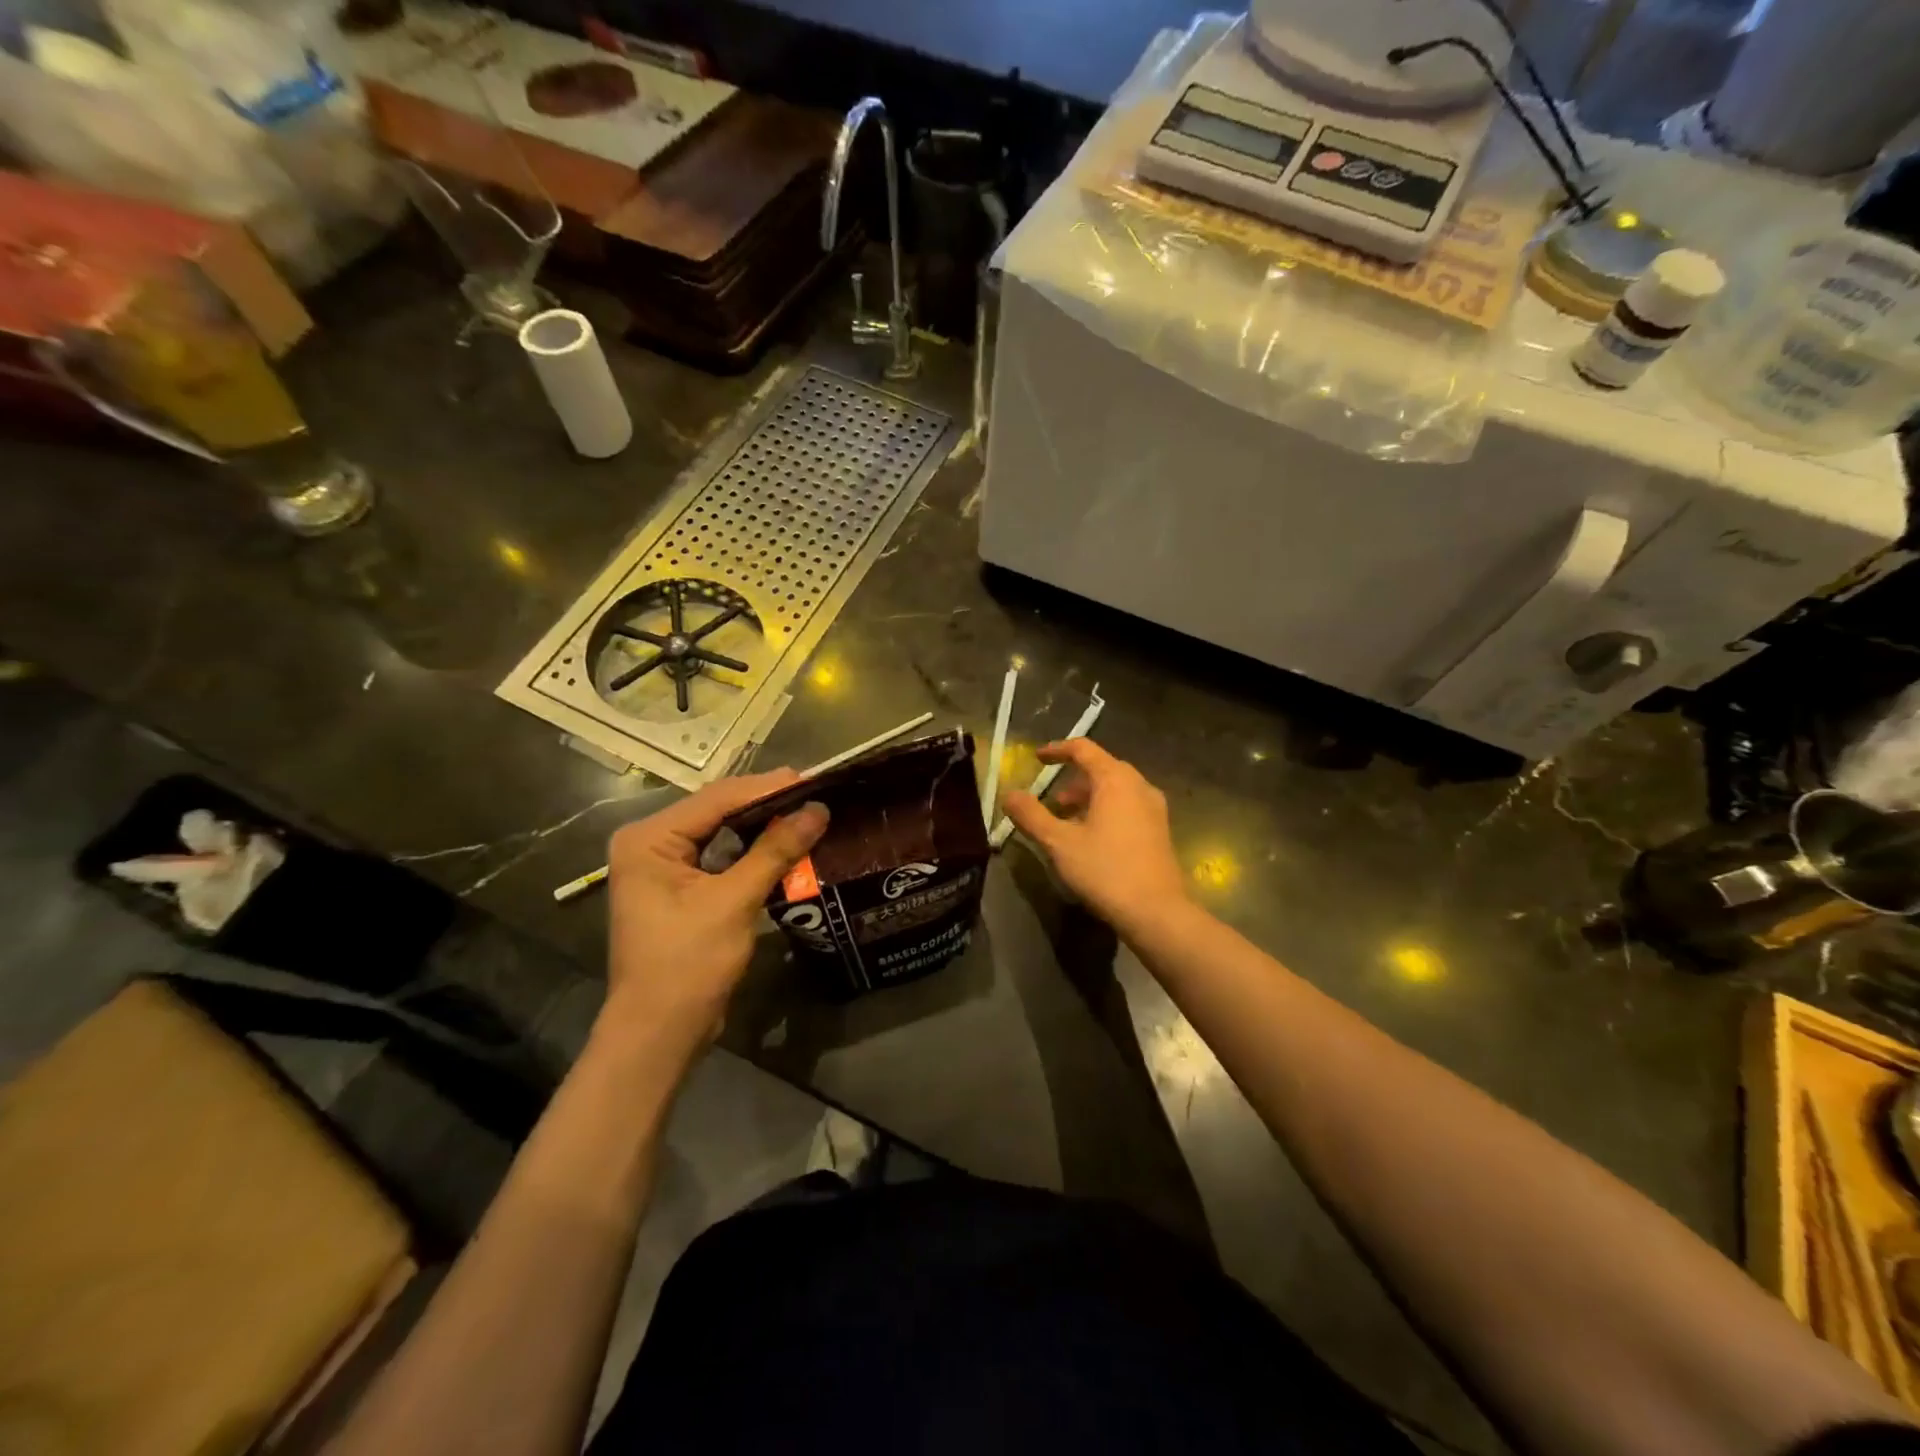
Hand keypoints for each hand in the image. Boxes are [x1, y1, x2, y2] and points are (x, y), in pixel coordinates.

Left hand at [601, 770, 828, 1059]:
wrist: (659, 1033)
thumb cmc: (688, 964)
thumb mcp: (734, 902)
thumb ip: (775, 851)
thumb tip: (818, 809)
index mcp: (649, 839)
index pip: (716, 799)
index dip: (767, 788)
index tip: (812, 779)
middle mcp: (650, 843)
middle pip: (717, 810)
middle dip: (766, 803)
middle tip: (815, 794)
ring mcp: (662, 866)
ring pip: (721, 832)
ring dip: (762, 826)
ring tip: (807, 813)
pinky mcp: (678, 888)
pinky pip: (720, 856)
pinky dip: (752, 851)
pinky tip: (785, 844)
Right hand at [1003, 740, 1190, 938]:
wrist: (1157, 912)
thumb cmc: (1105, 870)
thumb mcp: (1059, 843)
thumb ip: (1031, 815)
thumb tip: (1009, 794)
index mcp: (1115, 780)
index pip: (1084, 749)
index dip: (1057, 750)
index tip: (1037, 758)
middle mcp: (1139, 786)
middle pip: (1102, 768)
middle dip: (1073, 778)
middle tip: (1051, 797)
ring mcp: (1154, 809)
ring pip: (1116, 790)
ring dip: (1088, 797)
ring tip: (1066, 820)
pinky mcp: (1160, 831)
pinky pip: (1128, 807)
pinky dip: (1105, 810)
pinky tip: (1091, 837)